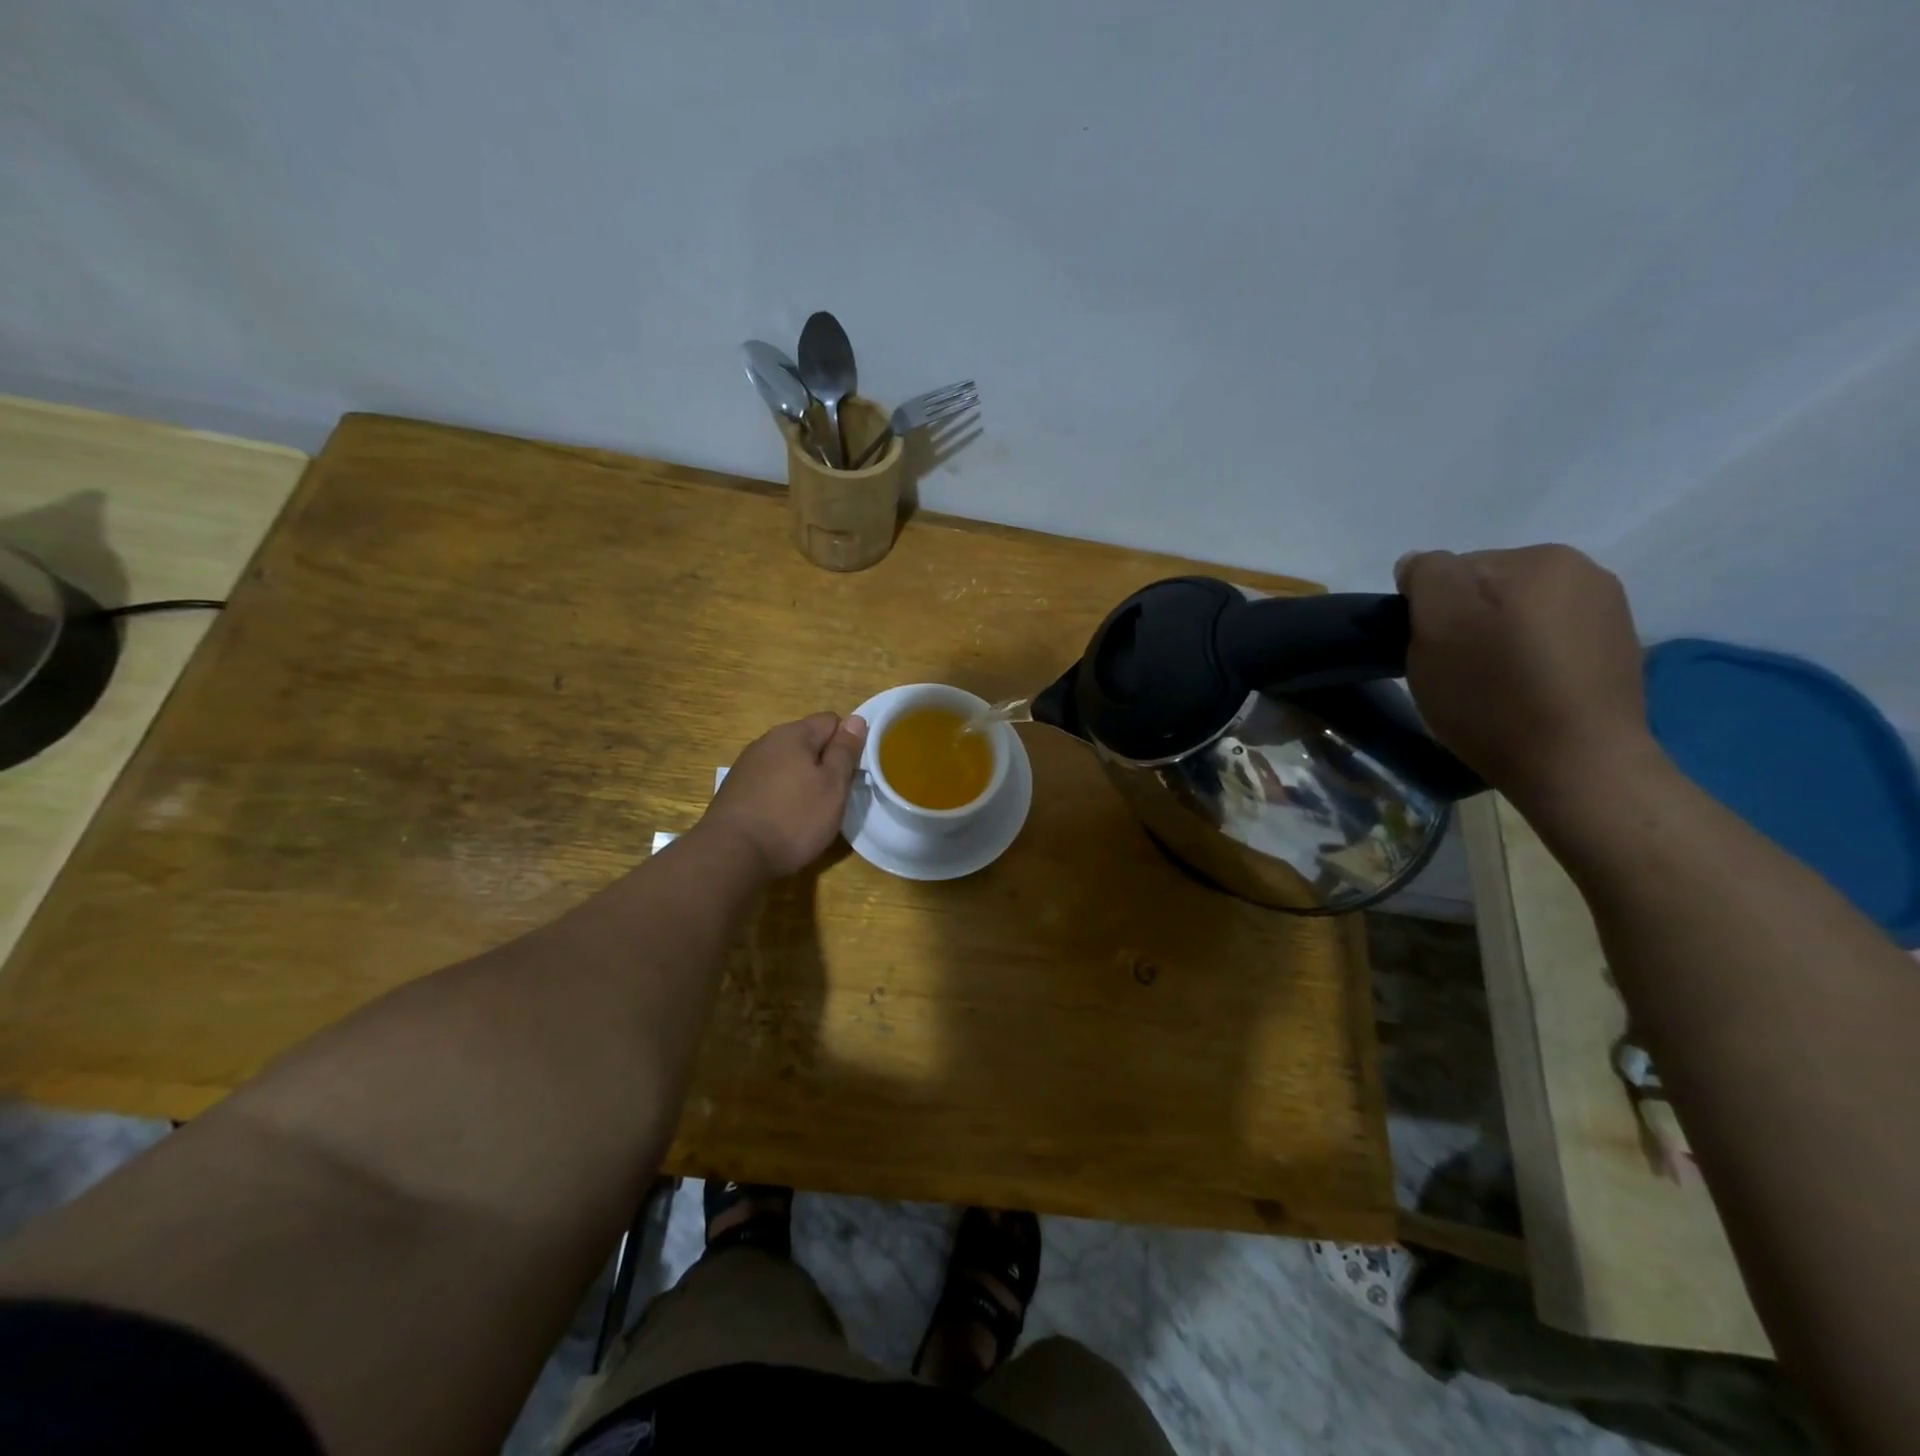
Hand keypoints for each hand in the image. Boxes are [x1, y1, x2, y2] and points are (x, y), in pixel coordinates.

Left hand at [700, 712, 867, 877]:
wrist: (732, 854)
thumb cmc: (793, 818)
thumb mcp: (833, 785)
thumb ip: (845, 751)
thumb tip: (856, 720)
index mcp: (793, 734)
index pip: (832, 721)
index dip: (847, 744)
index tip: (852, 773)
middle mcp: (767, 741)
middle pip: (808, 741)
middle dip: (824, 763)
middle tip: (835, 795)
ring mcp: (747, 765)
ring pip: (788, 763)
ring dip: (802, 779)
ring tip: (810, 810)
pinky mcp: (736, 789)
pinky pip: (770, 781)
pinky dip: (782, 794)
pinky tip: (784, 818)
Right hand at [1395, 545, 1656, 804]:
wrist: (1577, 766)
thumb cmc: (1495, 694)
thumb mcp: (1438, 625)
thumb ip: (1426, 576)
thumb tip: (1419, 565)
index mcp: (1540, 558)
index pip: (1452, 569)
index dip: (1428, 612)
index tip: (1430, 652)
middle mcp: (1584, 572)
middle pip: (1487, 590)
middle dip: (1464, 624)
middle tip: (1455, 673)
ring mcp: (1608, 613)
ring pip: (1517, 616)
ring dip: (1495, 643)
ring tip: (1490, 688)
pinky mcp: (1615, 652)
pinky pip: (1547, 643)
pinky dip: (1527, 662)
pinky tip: (1524, 695)